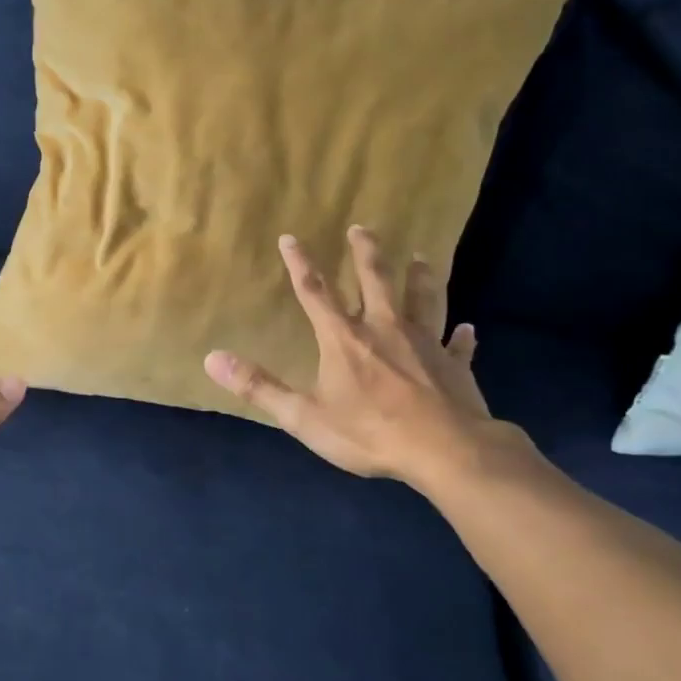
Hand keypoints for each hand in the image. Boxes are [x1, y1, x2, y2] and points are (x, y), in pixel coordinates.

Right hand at [204, 227, 509, 489]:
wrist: (445, 451)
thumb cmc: (369, 433)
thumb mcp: (303, 416)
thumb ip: (259, 386)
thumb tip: (212, 358)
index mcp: (344, 339)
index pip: (315, 292)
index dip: (300, 263)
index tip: (290, 237)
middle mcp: (385, 329)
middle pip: (375, 280)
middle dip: (365, 253)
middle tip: (362, 228)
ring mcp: (425, 344)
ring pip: (424, 300)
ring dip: (420, 277)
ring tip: (420, 257)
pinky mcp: (454, 365)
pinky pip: (459, 345)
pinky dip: (462, 337)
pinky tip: (468, 329)